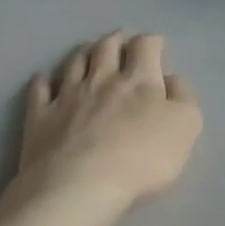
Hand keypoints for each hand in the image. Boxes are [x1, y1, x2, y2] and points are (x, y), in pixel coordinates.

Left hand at [14, 33, 201, 207]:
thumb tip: (172, 78)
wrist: (80, 185)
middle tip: (121, 40)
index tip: (157, 45)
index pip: (145, 46)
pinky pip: (39, 90)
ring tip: (89, 50)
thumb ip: (183, 97)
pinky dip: (44, 80)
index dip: (152, 42)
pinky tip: (45, 78)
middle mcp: (100, 79)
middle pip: (106, 47)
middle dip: (116, 40)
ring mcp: (66, 96)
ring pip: (74, 62)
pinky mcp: (40, 117)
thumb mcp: (185, 127)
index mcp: (138, 80)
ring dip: (84, 52)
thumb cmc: (141, 158)